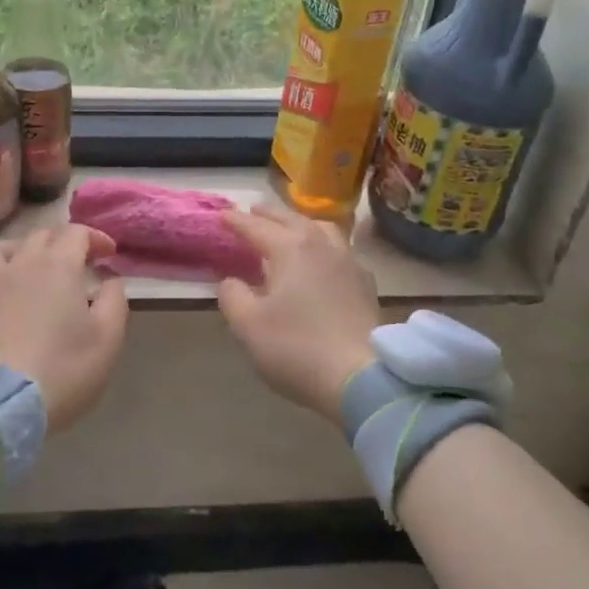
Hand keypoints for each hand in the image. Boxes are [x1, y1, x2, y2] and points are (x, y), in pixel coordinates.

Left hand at [0, 224, 128, 432]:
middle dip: (64, 241)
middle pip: (43, 234)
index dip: (96, 238)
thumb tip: (109, 280)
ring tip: (36, 266)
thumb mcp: (108, 336)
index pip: (77, 232)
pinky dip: (3, 274)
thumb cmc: (64, 366)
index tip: (109, 255)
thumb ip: (114, 300)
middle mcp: (23, 263)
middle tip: (80, 262)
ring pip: (6, 247)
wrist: (1, 400)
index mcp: (59, 264)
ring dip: (26, 248)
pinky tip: (11, 294)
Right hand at [217, 206, 378, 427]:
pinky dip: (324, 245)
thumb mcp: (248, 325)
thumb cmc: (296, 348)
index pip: (257, 227)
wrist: (359, 377)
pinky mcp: (365, 283)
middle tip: (252, 212)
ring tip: (291, 228)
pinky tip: (323, 259)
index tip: (222, 215)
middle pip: (291, 219)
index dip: (237, 221)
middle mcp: (321, 245)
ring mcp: (348, 261)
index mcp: (290, 248)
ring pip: (322, 228)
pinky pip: (341, 249)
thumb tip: (231, 281)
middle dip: (269, 215)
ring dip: (301, 223)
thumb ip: (233, 296)